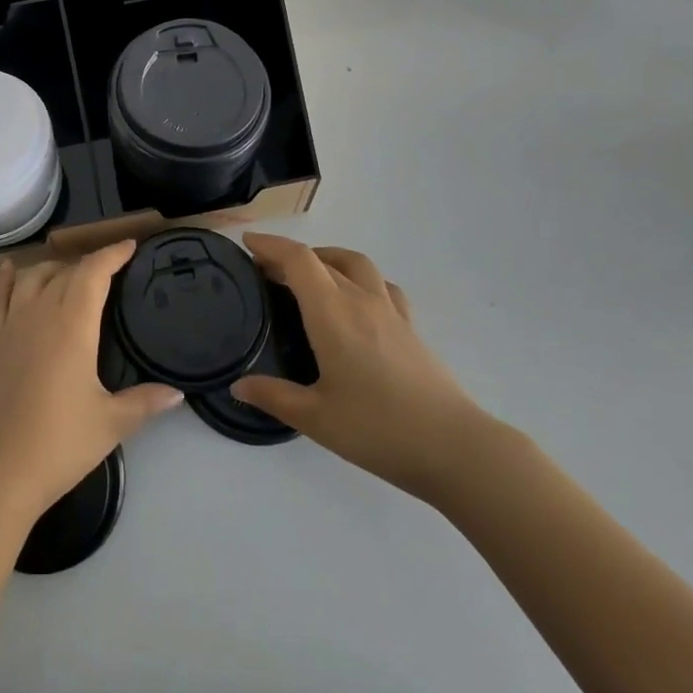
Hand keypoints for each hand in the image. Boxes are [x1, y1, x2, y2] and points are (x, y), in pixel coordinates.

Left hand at [0, 242, 182, 526]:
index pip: (94, 273)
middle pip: (65, 273)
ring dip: (53, 268)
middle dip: (90, 264)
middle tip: (111, 268)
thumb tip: (177, 394)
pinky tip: (10, 269)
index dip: (112, 254)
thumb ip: (145, 403)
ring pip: (32, 279)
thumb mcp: (110, 424)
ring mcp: (10, 327)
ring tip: (70, 271)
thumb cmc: (58, 444)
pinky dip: (4, 280)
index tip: (130, 246)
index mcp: (72, 325)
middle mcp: (40, 314)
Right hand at [231, 233, 486, 502]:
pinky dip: (358, 278)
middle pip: (322, 259)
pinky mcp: (411, 327)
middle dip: (290, 256)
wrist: (455, 447)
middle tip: (265, 271)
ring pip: (355, 264)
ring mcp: (390, 311)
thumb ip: (274, 396)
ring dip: (326, 259)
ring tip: (309, 277)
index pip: (298, 260)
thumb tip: (238, 386)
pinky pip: (381, 285)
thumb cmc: (378, 429)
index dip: (271, 245)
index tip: (247, 244)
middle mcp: (360, 300)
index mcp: (332, 313)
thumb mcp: (316, 418)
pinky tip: (355, 301)